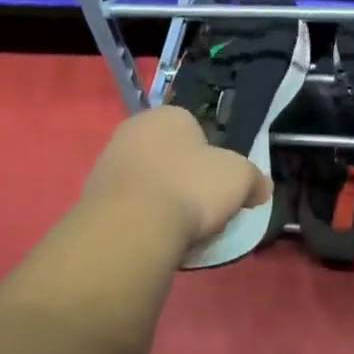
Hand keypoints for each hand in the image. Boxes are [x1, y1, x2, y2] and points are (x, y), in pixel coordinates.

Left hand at [81, 105, 271, 250]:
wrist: (132, 228)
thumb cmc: (190, 188)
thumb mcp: (239, 178)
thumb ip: (254, 179)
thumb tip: (261, 189)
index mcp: (167, 115)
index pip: (196, 130)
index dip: (212, 158)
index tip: (219, 186)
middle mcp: (132, 130)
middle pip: (170, 156)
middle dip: (185, 179)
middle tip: (201, 208)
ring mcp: (108, 163)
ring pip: (148, 182)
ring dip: (162, 201)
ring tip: (179, 230)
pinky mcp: (92, 197)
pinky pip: (129, 206)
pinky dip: (142, 220)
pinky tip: (155, 238)